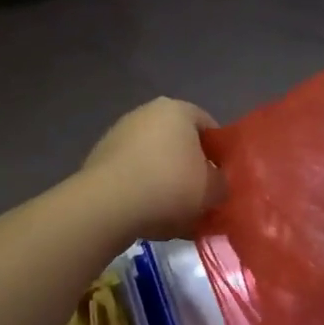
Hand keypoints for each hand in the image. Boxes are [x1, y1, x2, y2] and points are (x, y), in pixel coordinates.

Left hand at [78, 98, 227, 241]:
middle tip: (201, 198)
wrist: (107, 205)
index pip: (209, 127)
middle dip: (191, 168)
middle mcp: (146, 112)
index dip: (221, 154)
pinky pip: (132, 173)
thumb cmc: (168, 186)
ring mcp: (119, 133)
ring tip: (175, 213)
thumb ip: (222, 184)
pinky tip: (148, 215)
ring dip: (166, 181)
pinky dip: (143, 189)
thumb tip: (217, 184)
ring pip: (155, 159)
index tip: (223, 180)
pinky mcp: (100, 157)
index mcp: (177, 110)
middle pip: (180, 142)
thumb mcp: (212, 190)